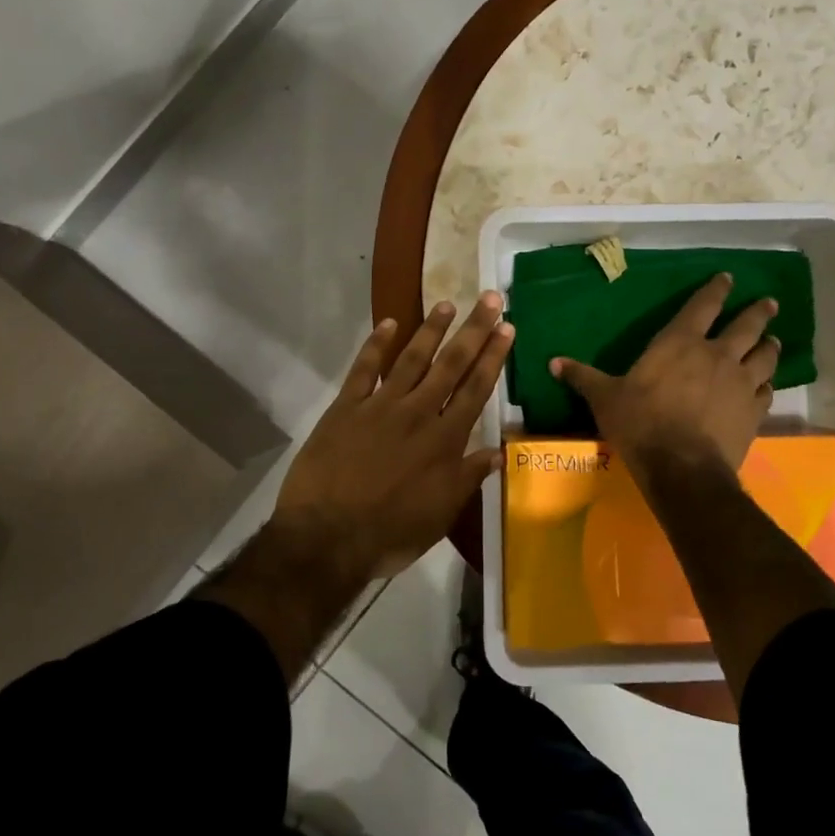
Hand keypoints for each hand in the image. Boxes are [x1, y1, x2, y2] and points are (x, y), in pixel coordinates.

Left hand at [274, 293, 511, 581]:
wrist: (327, 536)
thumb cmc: (391, 531)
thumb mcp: (441, 513)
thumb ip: (468, 477)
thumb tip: (498, 450)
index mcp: (444, 440)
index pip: (476, 389)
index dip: (493, 357)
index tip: (507, 328)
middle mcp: (417, 413)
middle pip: (450, 365)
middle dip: (473, 330)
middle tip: (490, 299)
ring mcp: (380, 406)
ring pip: (412, 359)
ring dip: (431, 330)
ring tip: (447, 303)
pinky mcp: (346, 407)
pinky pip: (364, 369)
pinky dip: (375, 345)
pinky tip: (388, 323)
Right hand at [552, 273, 776, 477]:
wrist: (682, 468)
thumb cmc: (640, 424)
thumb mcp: (604, 398)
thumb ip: (583, 377)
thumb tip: (553, 362)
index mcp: (680, 343)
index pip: (703, 306)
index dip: (717, 289)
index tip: (729, 278)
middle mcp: (717, 355)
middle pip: (746, 326)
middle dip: (758, 312)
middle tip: (769, 303)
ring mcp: (741, 383)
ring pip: (765, 356)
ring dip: (769, 346)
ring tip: (772, 340)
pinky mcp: (754, 412)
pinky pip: (767, 391)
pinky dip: (767, 385)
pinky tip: (766, 386)